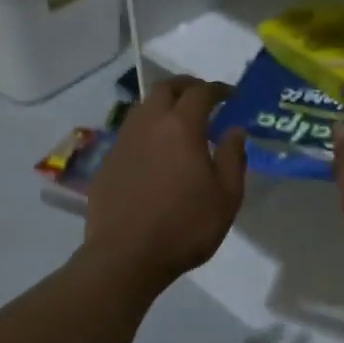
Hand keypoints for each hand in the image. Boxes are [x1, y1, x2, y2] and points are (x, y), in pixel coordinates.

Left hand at [82, 75, 245, 297]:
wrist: (126, 256)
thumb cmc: (186, 226)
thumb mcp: (227, 196)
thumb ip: (233, 157)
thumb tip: (235, 130)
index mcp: (181, 127)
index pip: (201, 93)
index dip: (217, 89)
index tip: (230, 95)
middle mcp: (149, 124)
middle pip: (165, 89)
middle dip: (186, 86)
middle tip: (202, 97)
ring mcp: (124, 142)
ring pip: (143, 107)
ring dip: (163, 105)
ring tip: (178, 121)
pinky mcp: (108, 162)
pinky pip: (130, 133)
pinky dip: (147, 130)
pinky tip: (155, 151)